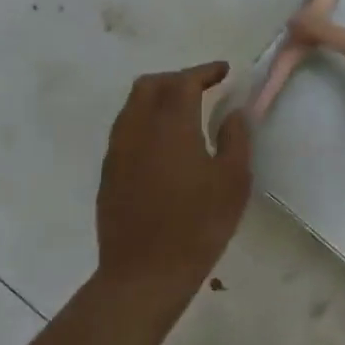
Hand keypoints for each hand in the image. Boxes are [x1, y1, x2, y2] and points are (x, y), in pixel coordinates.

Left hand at [96, 63, 250, 295]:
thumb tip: (233, 113)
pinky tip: (166, 143)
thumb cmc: (199, 224)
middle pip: (149, 86)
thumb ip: (235, 139)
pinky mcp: (109, 174)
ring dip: (158, 98)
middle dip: (177, 78)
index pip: (183, 82)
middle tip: (203, 87)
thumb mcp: (233, 180)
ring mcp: (118, 153)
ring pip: (132, 107)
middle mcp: (138, 130)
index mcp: (171, 126)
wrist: (145, 273)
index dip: (204, 71)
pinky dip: (146, 121)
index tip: (224, 71)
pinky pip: (126, 130)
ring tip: (185, 112)